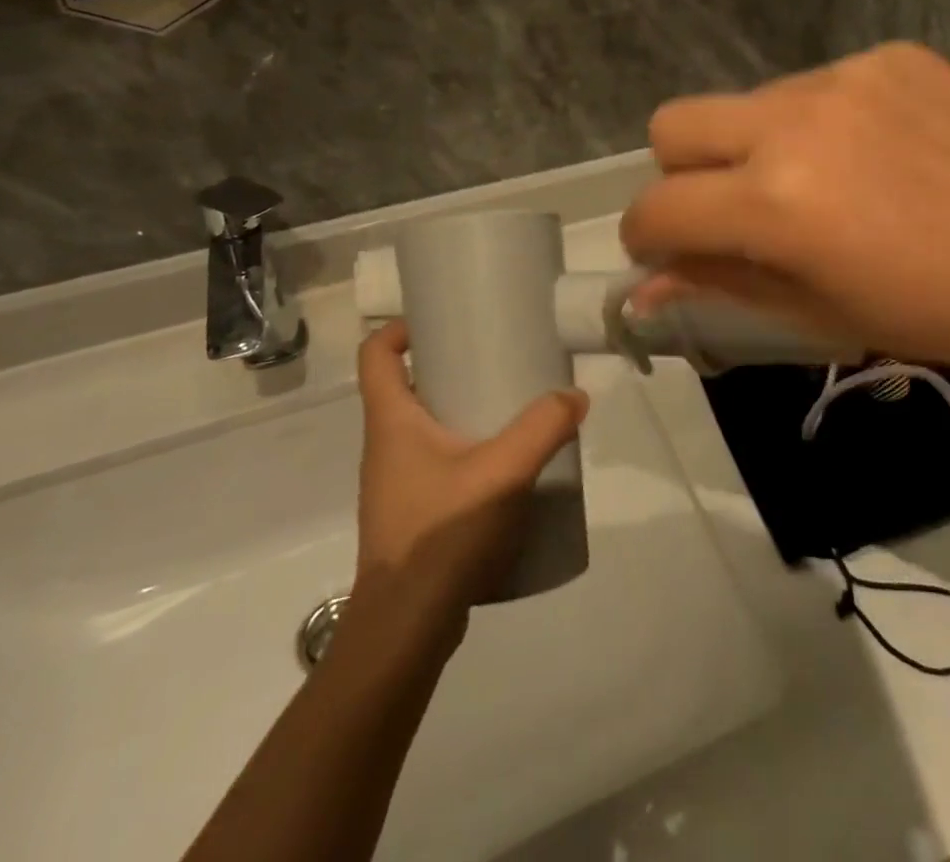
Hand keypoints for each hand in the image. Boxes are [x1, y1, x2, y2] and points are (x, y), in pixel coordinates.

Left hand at [355, 322, 589, 614]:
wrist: (407, 629)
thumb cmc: (442, 533)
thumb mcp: (503, 471)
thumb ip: (544, 427)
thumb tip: (575, 396)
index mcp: (391, 422)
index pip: (375, 355)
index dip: (400, 328)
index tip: (441, 321)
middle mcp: (385, 447)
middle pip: (404, 387)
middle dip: (446, 367)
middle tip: (494, 360)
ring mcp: (395, 484)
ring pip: (422, 429)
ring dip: (458, 413)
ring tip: (508, 411)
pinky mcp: (411, 515)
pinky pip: (435, 465)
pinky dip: (464, 453)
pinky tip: (503, 470)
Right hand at [619, 42, 949, 371]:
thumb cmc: (934, 312)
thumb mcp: (815, 313)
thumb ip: (718, 286)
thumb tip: (646, 285)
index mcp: (776, 201)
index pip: (658, 206)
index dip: (645, 237)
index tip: (666, 252)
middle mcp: (794, 122)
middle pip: (673, 123)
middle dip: (680, 174)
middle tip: (732, 210)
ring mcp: (844, 77)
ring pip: (748, 104)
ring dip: (757, 147)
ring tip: (824, 184)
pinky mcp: (887, 55)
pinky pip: (815, 86)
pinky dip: (820, 123)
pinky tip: (874, 155)